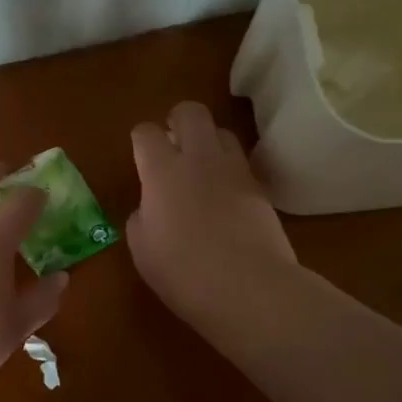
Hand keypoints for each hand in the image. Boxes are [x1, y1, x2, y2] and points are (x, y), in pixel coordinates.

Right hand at [128, 102, 300, 330]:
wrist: (248, 288)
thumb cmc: (183, 272)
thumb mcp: (142, 249)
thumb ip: (142, 217)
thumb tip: (151, 208)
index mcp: (161, 171)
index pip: (146, 132)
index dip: (142, 139)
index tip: (141, 155)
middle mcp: (198, 159)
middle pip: (190, 112)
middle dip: (179, 120)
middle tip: (173, 143)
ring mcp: (233, 170)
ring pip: (222, 131)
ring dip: (209, 141)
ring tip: (203, 166)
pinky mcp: (260, 188)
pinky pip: (241, 163)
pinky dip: (230, 169)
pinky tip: (225, 194)